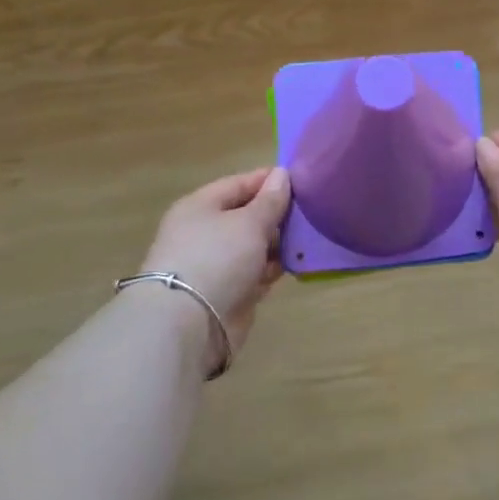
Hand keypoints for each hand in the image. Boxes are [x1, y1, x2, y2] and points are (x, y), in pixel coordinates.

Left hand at [140, 166, 290, 370]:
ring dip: (278, 245)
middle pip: (246, 216)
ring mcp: (214, 265)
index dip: (268, 180)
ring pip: (253, 246)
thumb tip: (281, 174)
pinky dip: (271, 270)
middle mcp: (204, 233)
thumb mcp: (249, 222)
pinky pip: (254, 273)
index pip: (238, 184)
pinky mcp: (226, 292)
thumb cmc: (217, 258)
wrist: (188, 325)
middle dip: (276, 215)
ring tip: (307, 240)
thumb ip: (270, 200)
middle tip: (310, 213)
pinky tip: (294, 266)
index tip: (300, 180)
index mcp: (200, 207)